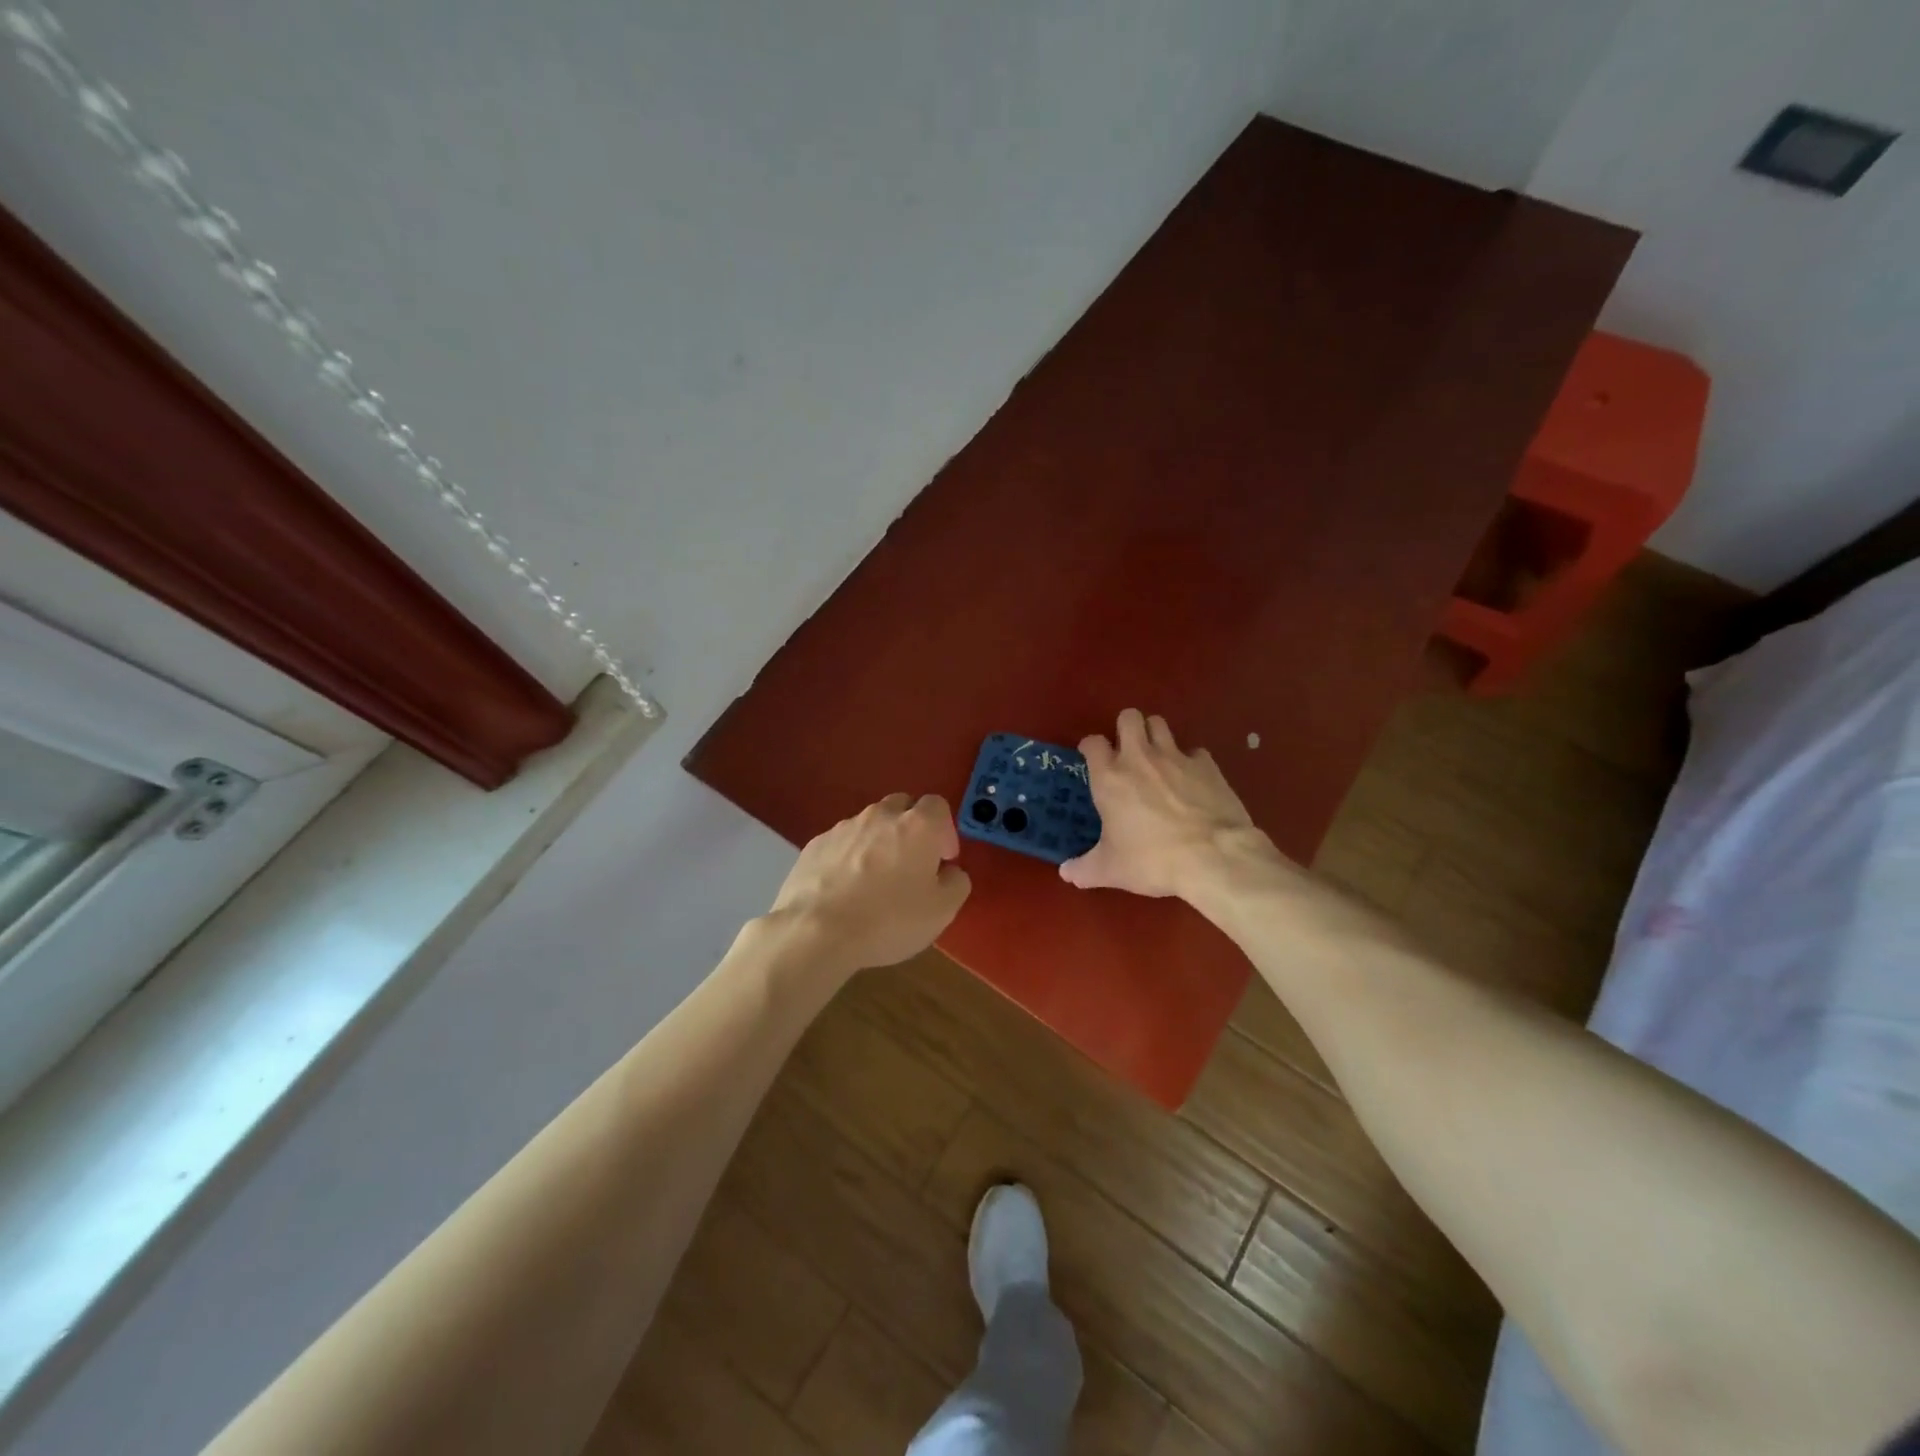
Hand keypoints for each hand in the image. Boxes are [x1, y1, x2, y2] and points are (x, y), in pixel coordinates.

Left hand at [765, 793, 971, 973]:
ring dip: (879, 842)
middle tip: (912, 863)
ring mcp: (843, 827)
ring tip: (875, 880)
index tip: (943, 859)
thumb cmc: (889, 919)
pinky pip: (842, 842)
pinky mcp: (815, 844)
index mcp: (917, 825)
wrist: (816, 930)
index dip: (945, 830)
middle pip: (902, 806)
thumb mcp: (941, 911)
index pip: (937, 805)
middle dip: (911, 828)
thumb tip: (950, 872)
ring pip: (869, 824)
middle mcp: (880, 816)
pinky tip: (845, 888)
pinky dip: (849, 856)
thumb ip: (956, 883)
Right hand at [1061, 709, 1276, 899]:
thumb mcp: (1111, 870)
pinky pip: (1194, 751)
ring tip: (1157, 757)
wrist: (1214, 857)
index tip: (1092, 758)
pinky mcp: (1207, 764)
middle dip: (1126, 728)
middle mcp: (1139, 757)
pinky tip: (1191, 780)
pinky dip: (1190, 761)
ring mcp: (1176, 756)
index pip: (1092, 742)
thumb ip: (1084, 869)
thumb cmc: (1152, 860)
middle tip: (1127, 751)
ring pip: (1160, 724)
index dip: (1090, 747)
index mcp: (1110, 777)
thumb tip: (1066, 873)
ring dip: (1155, 735)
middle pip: (1129, 717)